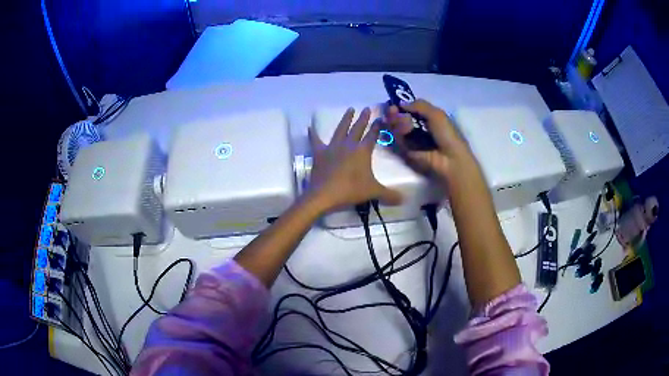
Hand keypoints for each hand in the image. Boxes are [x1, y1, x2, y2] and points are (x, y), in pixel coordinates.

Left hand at [307, 108, 402, 211]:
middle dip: (363, 118)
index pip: (372, 136)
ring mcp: (332, 147)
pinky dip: (313, 134)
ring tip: (350, 109)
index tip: (380, 118)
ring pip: (340, 129)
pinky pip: (315, 140)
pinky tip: (310, 127)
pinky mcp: (318, 153)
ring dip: (346, 119)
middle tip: (366, 108)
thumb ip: (389, 194)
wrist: (324, 194)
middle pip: (357, 129)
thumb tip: (404, 200)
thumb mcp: (373, 192)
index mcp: (362, 151)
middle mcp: (348, 145)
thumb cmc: (351, 190)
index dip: (377, 127)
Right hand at [385, 99, 477, 185]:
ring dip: (396, 121)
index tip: (394, 103)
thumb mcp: (437, 114)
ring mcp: (411, 140)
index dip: (401, 106)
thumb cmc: (447, 134)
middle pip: (400, 118)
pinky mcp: (406, 150)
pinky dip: (398, 132)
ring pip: (397, 128)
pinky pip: (398, 139)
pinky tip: (404, 129)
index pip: (409, 109)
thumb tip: (401, 103)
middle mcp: (418, 128)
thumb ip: (419, 105)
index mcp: (427, 118)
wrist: (449, 158)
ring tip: (401, 120)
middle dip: (394, 113)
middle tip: (391, 110)